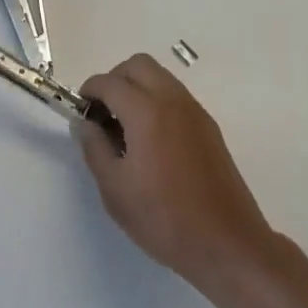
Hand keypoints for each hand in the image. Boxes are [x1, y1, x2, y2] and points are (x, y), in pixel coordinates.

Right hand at [76, 54, 275, 291]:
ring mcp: (194, 110)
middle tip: (103, 112)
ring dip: (137, 86)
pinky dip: (157, 99)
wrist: (227, 243)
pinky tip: (152, 139)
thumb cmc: (165, 219)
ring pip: (159, 75)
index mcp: (146, 111)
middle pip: (137, 65)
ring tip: (126, 126)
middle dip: (114, 79)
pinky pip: (175, 94)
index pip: (110, 82)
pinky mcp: (208, 125)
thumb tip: (84, 123)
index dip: (90, 90)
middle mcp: (172, 99)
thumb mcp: (116, 190)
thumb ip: (94, 148)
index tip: (80, 109)